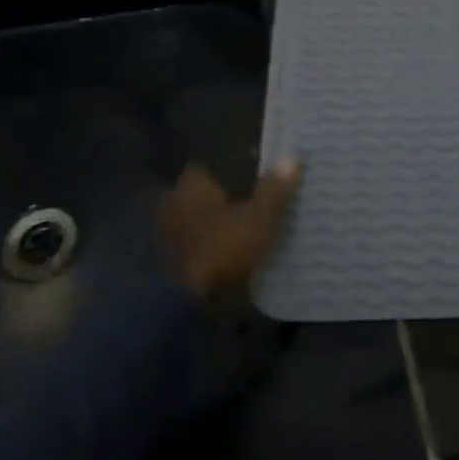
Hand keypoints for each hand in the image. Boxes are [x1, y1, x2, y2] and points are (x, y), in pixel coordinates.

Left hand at [157, 159, 300, 298]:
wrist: (183, 302)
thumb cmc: (221, 248)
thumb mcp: (258, 218)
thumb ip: (273, 189)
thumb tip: (291, 157)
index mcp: (192, 183)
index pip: (211, 166)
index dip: (234, 169)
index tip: (255, 176)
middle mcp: (173, 200)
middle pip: (204, 192)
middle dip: (225, 197)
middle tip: (254, 203)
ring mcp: (167, 231)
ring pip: (198, 218)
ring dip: (215, 223)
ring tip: (244, 229)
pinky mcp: (167, 258)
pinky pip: (194, 241)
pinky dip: (208, 244)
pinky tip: (227, 251)